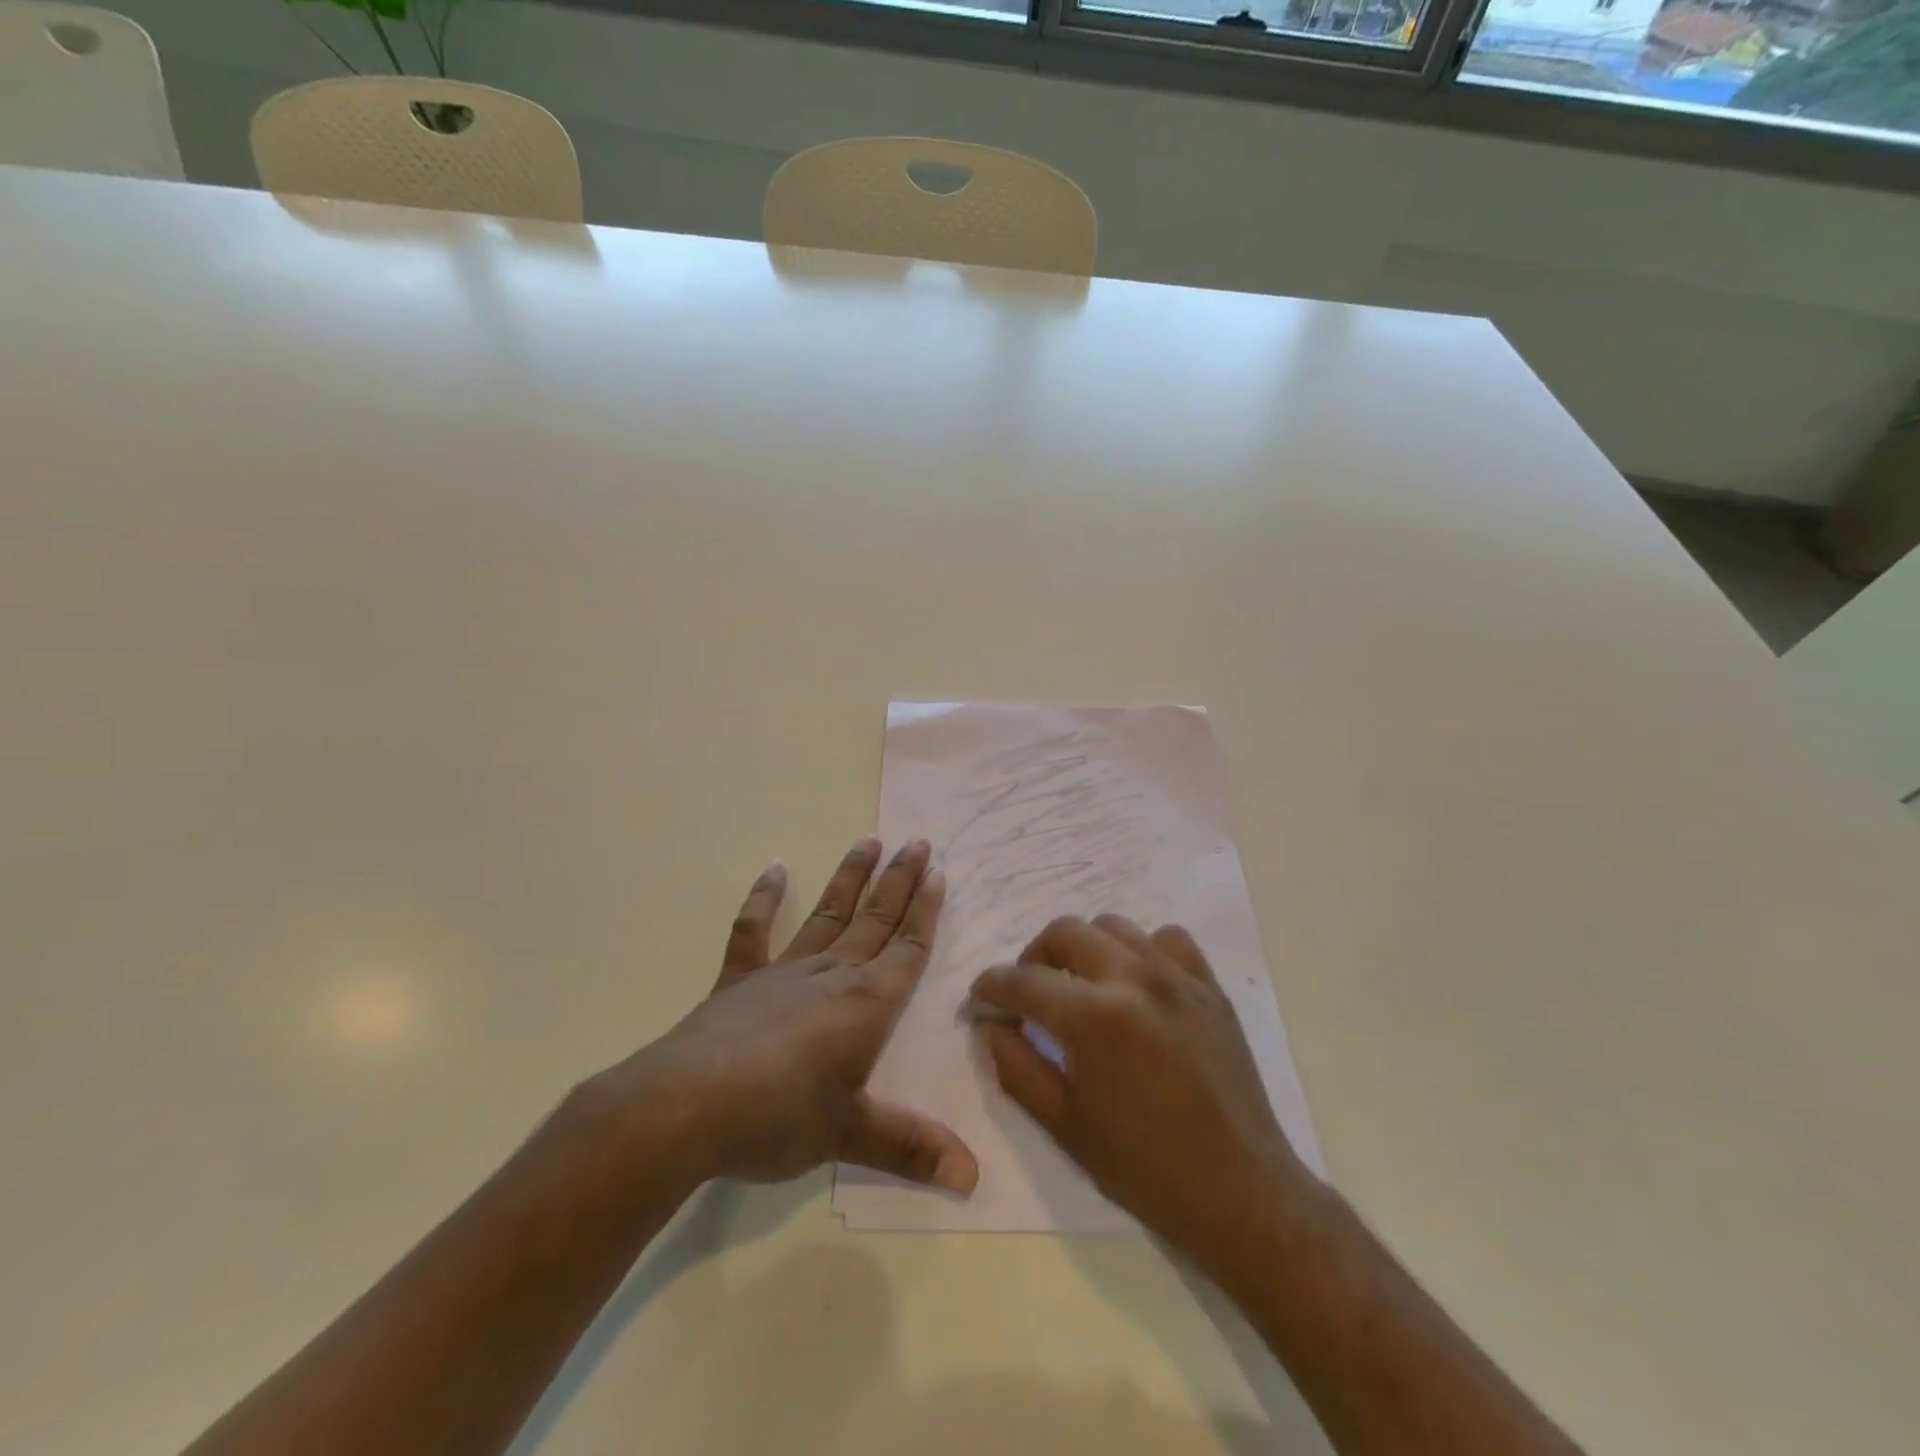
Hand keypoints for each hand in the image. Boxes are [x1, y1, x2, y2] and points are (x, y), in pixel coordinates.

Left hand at [607, 837, 977, 1194]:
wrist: (686, 1107)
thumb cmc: (778, 1117)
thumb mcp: (849, 1136)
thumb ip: (911, 1148)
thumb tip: (974, 1178)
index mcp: (865, 1004)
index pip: (908, 949)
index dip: (926, 912)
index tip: (939, 874)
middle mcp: (831, 975)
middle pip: (875, 919)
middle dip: (900, 881)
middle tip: (918, 842)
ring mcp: (783, 972)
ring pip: (828, 914)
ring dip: (850, 877)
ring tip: (869, 841)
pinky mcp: (739, 981)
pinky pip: (754, 931)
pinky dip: (764, 899)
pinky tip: (775, 869)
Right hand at [968, 914, 1315, 1264]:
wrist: (1241, 1192)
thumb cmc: (1144, 1169)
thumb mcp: (1064, 1125)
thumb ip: (1016, 1066)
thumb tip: (990, 1025)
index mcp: (1094, 1018)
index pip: (1024, 981)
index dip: (992, 986)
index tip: (981, 998)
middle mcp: (1134, 979)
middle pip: (1066, 932)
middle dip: (1033, 957)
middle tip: (1028, 994)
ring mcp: (1177, 977)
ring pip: (1114, 926)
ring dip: (1084, 948)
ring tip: (1081, 986)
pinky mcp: (1209, 986)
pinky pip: (1167, 939)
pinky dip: (1142, 951)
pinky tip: (1137, 986)